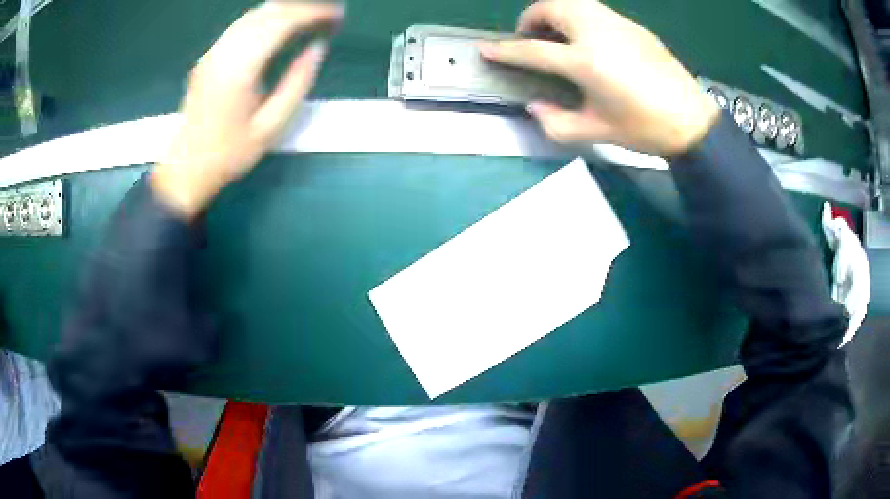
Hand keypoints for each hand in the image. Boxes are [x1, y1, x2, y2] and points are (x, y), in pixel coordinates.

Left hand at [152, 2, 342, 218]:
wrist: (185, 169)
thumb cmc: (229, 155)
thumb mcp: (271, 126)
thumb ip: (297, 82)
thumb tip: (317, 48)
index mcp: (239, 69)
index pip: (281, 22)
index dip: (313, 13)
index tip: (338, 15)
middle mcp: (223, 52)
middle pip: (268, 11)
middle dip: (303, 7)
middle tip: (330, 14)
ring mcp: (213, 52)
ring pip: (254, 14)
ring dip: (286, 9)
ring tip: (312, 17)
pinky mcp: (209, 57)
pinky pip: (242, 24)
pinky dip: (268, 18)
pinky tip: (283, 25)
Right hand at [480, 0, 718, 155]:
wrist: (692, 121)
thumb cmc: (645, 129)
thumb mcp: (597, 132)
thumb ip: (557, 122)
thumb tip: (535, 108)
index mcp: (586, 61)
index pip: (534, 50)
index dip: (505, 50)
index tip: (486, 49)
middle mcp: (598, 33)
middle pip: (552, 7)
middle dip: (531, 17)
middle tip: (530, 38)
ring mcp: (618, 25)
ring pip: (574, 1)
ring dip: (555, 11)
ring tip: (557, 34)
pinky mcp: (634, 26)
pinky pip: (596, 10)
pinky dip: (580, 16)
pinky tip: (588, 40)